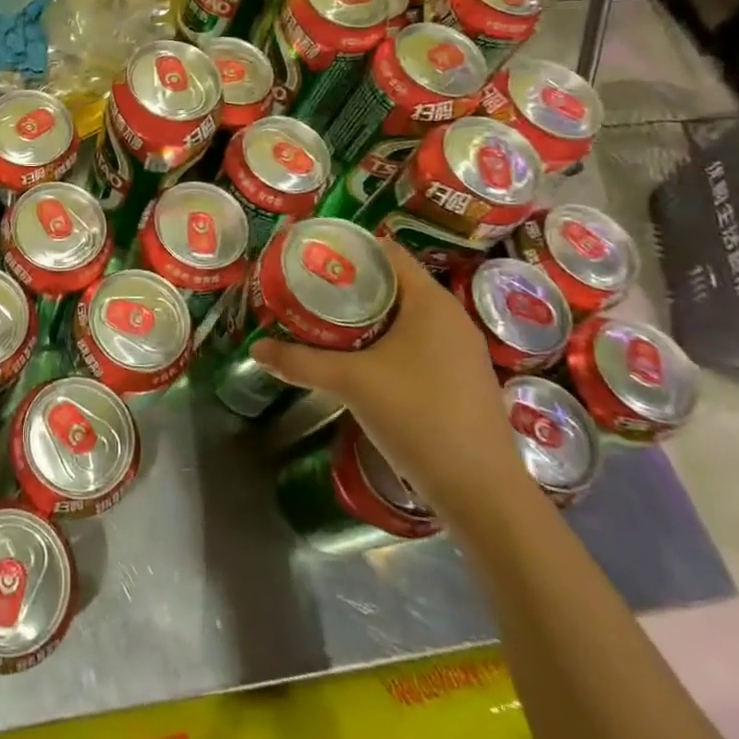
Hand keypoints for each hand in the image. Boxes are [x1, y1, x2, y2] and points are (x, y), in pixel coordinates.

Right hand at [252, 238, 525, 520]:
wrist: (483, 493)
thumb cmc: (418, 416)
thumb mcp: (351, 383)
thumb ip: (300, 362)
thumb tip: (256, 349)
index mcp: (430, 301)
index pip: (387, 251)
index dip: (349, 246)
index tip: (312, 253)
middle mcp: (451, 316)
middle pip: (394, 282)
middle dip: (351, 283)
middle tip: (309, 286)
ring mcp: (461, 349)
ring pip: (406, 314)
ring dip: (369, 314)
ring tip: (326, 319)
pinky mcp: (462, 377)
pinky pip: (419, 340)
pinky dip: (388, 339)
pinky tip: (361, 358)